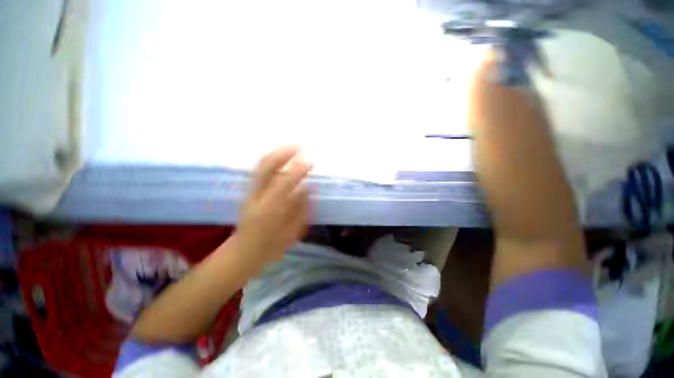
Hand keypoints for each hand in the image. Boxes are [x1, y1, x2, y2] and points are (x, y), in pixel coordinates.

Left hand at [234, 146, 311, 267]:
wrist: (244, 252)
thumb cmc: (272, 246)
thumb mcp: (293, 232)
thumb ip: (301, 209)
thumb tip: (308, 187)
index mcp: (270, 210)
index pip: (285, 182)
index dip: (298, 169)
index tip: (310, 161)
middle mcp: (257, 197)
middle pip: (266, 167)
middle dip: (284, 153)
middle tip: (300, 147)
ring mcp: (250, 192)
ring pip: (261, 165)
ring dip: (278, 153)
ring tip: (293, 148)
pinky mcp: (247, 191)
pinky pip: (260, 170)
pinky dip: (272, 160)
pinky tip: (282, 157)